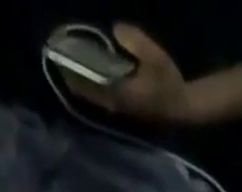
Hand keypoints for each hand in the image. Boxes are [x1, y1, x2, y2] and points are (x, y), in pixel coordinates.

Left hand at [69, 24, 193, 124]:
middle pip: (89, 93)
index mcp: (121, 94)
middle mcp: (116, 106)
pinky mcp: (123, 111)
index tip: (61, 58)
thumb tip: (115, 30)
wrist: (182, 109)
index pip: (92, 83)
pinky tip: (86, 79)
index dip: (76, 71)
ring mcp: (119, 111)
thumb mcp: (156, 57)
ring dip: (81, 86)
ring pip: (94, 98)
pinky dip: (92, 90)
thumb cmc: (169, 84)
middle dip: (74, 79)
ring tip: (68, 71)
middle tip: (59, 63)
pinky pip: (101, 100)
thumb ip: (135, 41)